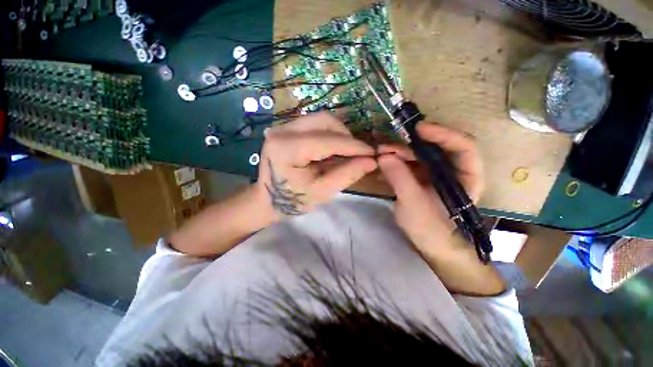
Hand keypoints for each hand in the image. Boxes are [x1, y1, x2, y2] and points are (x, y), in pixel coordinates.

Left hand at [255, 113, 376, 217]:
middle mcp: (282, 130)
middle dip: (346, 136)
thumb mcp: (322, 192)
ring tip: (346, 153)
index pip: (327, 141)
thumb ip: (346, 175)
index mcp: (286, 149)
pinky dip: (329, 134)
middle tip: (357, 154)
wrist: (268, 199)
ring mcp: (283, 126)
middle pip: (325, 121)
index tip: (372, 153)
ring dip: (339, 134)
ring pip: (321, 119)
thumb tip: (371, 161)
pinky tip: (333, 149)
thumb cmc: (293, 199)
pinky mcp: (287, 128)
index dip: (353, 146)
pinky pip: (315, 124)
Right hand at [377, 123, 484, 250]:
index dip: (442, 134)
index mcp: (466, 177)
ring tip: (378, 156)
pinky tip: (380, 167)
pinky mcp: (421, 178)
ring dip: (398, 154)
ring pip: (418, 155)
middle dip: (409, 145)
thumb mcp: (414, 205)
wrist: (429, 245)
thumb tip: (383, 157)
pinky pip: (408, 165)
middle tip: (385, 146)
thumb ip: (400, 180)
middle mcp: (453, 170)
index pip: (463, 146)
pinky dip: (394, 164)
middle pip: (435, 148)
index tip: (418, 129)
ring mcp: (435, 174)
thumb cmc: (431, 229)